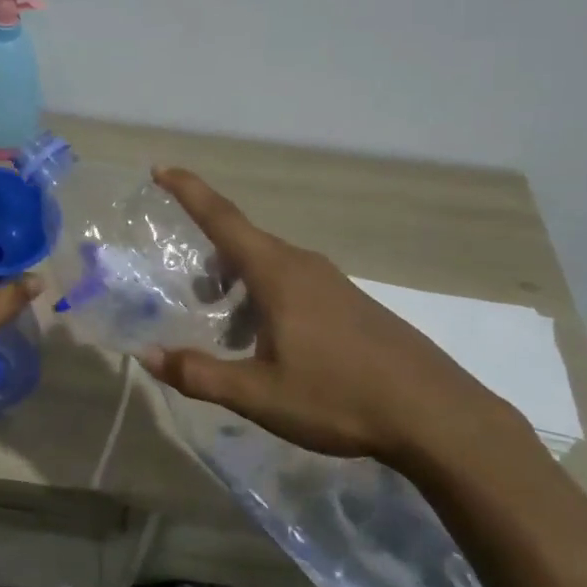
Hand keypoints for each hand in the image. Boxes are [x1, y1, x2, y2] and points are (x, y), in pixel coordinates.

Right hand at [138, 168, 528, 464]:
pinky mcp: (353, 304)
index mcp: (277, 273)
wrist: (439, 417)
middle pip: (243, 245)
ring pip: (270, 268)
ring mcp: (333, 283)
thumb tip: (147, 356)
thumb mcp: (259, 394)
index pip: (222, 218)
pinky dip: (267, 301)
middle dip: (211, 262)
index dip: (188, 191)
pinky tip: (274, 348)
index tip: (160, 168)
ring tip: (230, 335)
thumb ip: (199, 374)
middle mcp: (303, 265)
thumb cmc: (340, 397)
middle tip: (194, 296)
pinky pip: (294, 285)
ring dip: (240, 288)